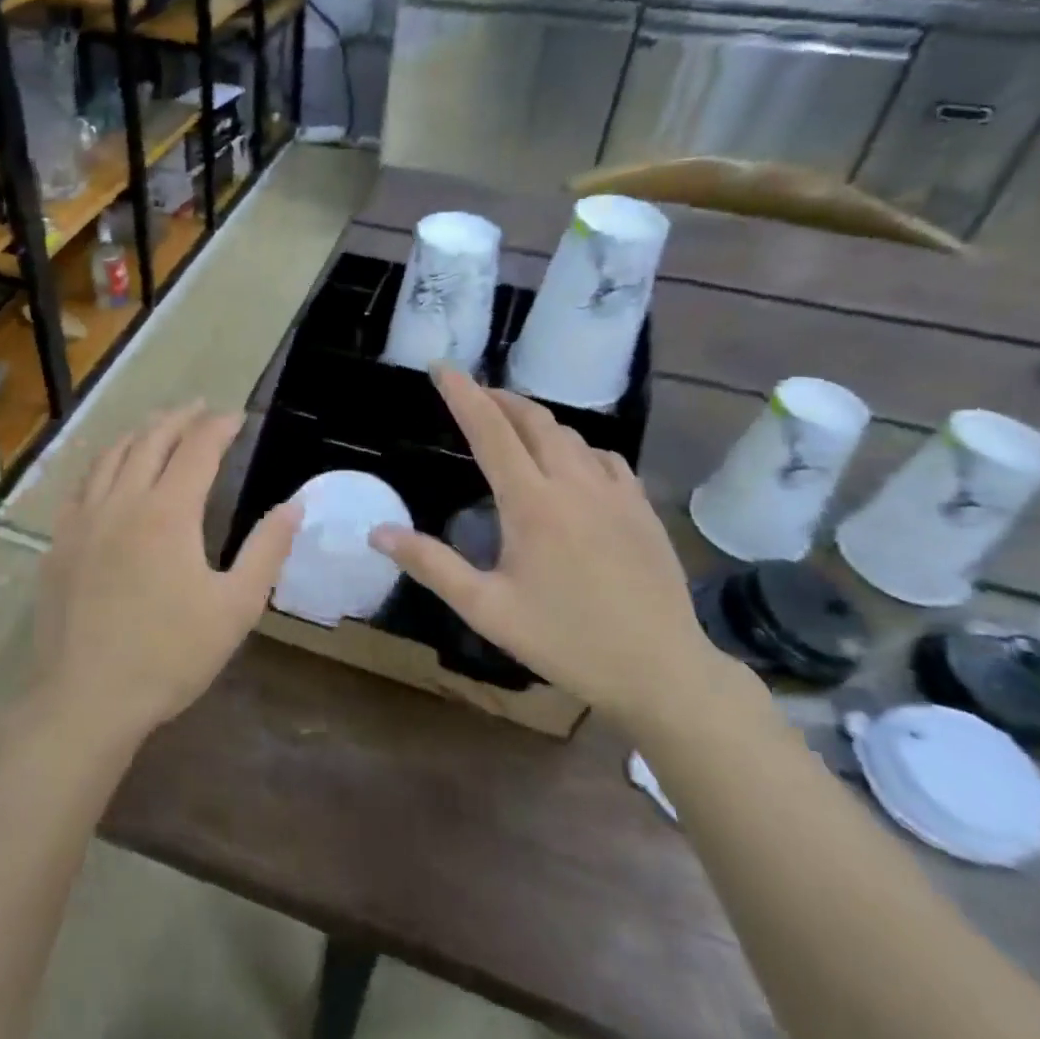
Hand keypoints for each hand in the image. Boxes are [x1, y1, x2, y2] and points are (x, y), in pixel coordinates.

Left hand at [33, 405, 302, 746]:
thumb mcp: (236, 607)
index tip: (238, 418)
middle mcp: (123, 501)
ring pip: (111, 456)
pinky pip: (81, 485)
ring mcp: (85, 520)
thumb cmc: (170, 655)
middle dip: (179, 418)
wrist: (87, 698)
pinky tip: (107, 469)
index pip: (198, 449)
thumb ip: (266, 551)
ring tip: (156, 425)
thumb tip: (293, 506)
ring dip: (138, 433)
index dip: (219, 427)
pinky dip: (102, 462)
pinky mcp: (60, 542)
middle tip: (199, 408)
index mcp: (168, 513)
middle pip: (150, 441)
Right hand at [368, 367, 735, 732]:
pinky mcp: (642, 509)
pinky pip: (605, 458)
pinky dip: (577, 446)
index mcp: (532, 503)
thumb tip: (378, 532)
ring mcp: (616, 493)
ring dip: (536, 420)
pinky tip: (572, 462)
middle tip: (474, 393)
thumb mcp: (487, 609)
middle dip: (499, 399)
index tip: (443, 368)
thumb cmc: (565, 640)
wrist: (661, 671)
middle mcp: (575, 484)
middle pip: (534, 421)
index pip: (491, 431)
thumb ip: (431, 565)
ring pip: (571, 435)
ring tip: (513, 424)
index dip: (464, 395)